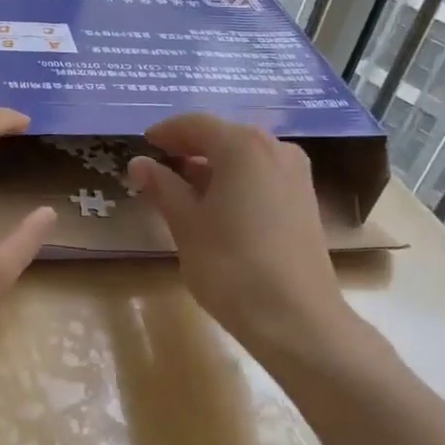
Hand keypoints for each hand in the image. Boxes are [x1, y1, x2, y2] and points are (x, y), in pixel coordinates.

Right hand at [127, 114, 356, 359]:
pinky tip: (218, 206)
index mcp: (242, 146)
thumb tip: (139, 163)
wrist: (297, 319)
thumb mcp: (186, 224)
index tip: (144, 143)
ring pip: (245, 157)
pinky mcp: (305, 200)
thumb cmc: (231, 266)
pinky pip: (262, 176)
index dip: (166, 132)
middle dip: (190, 148)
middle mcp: (275, 148)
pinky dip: (236, 181)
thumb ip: (162, 187)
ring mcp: (296, 174)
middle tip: (159, 166)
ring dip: (213, 166)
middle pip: (224, 137)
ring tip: (183, 189)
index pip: (196, 124)